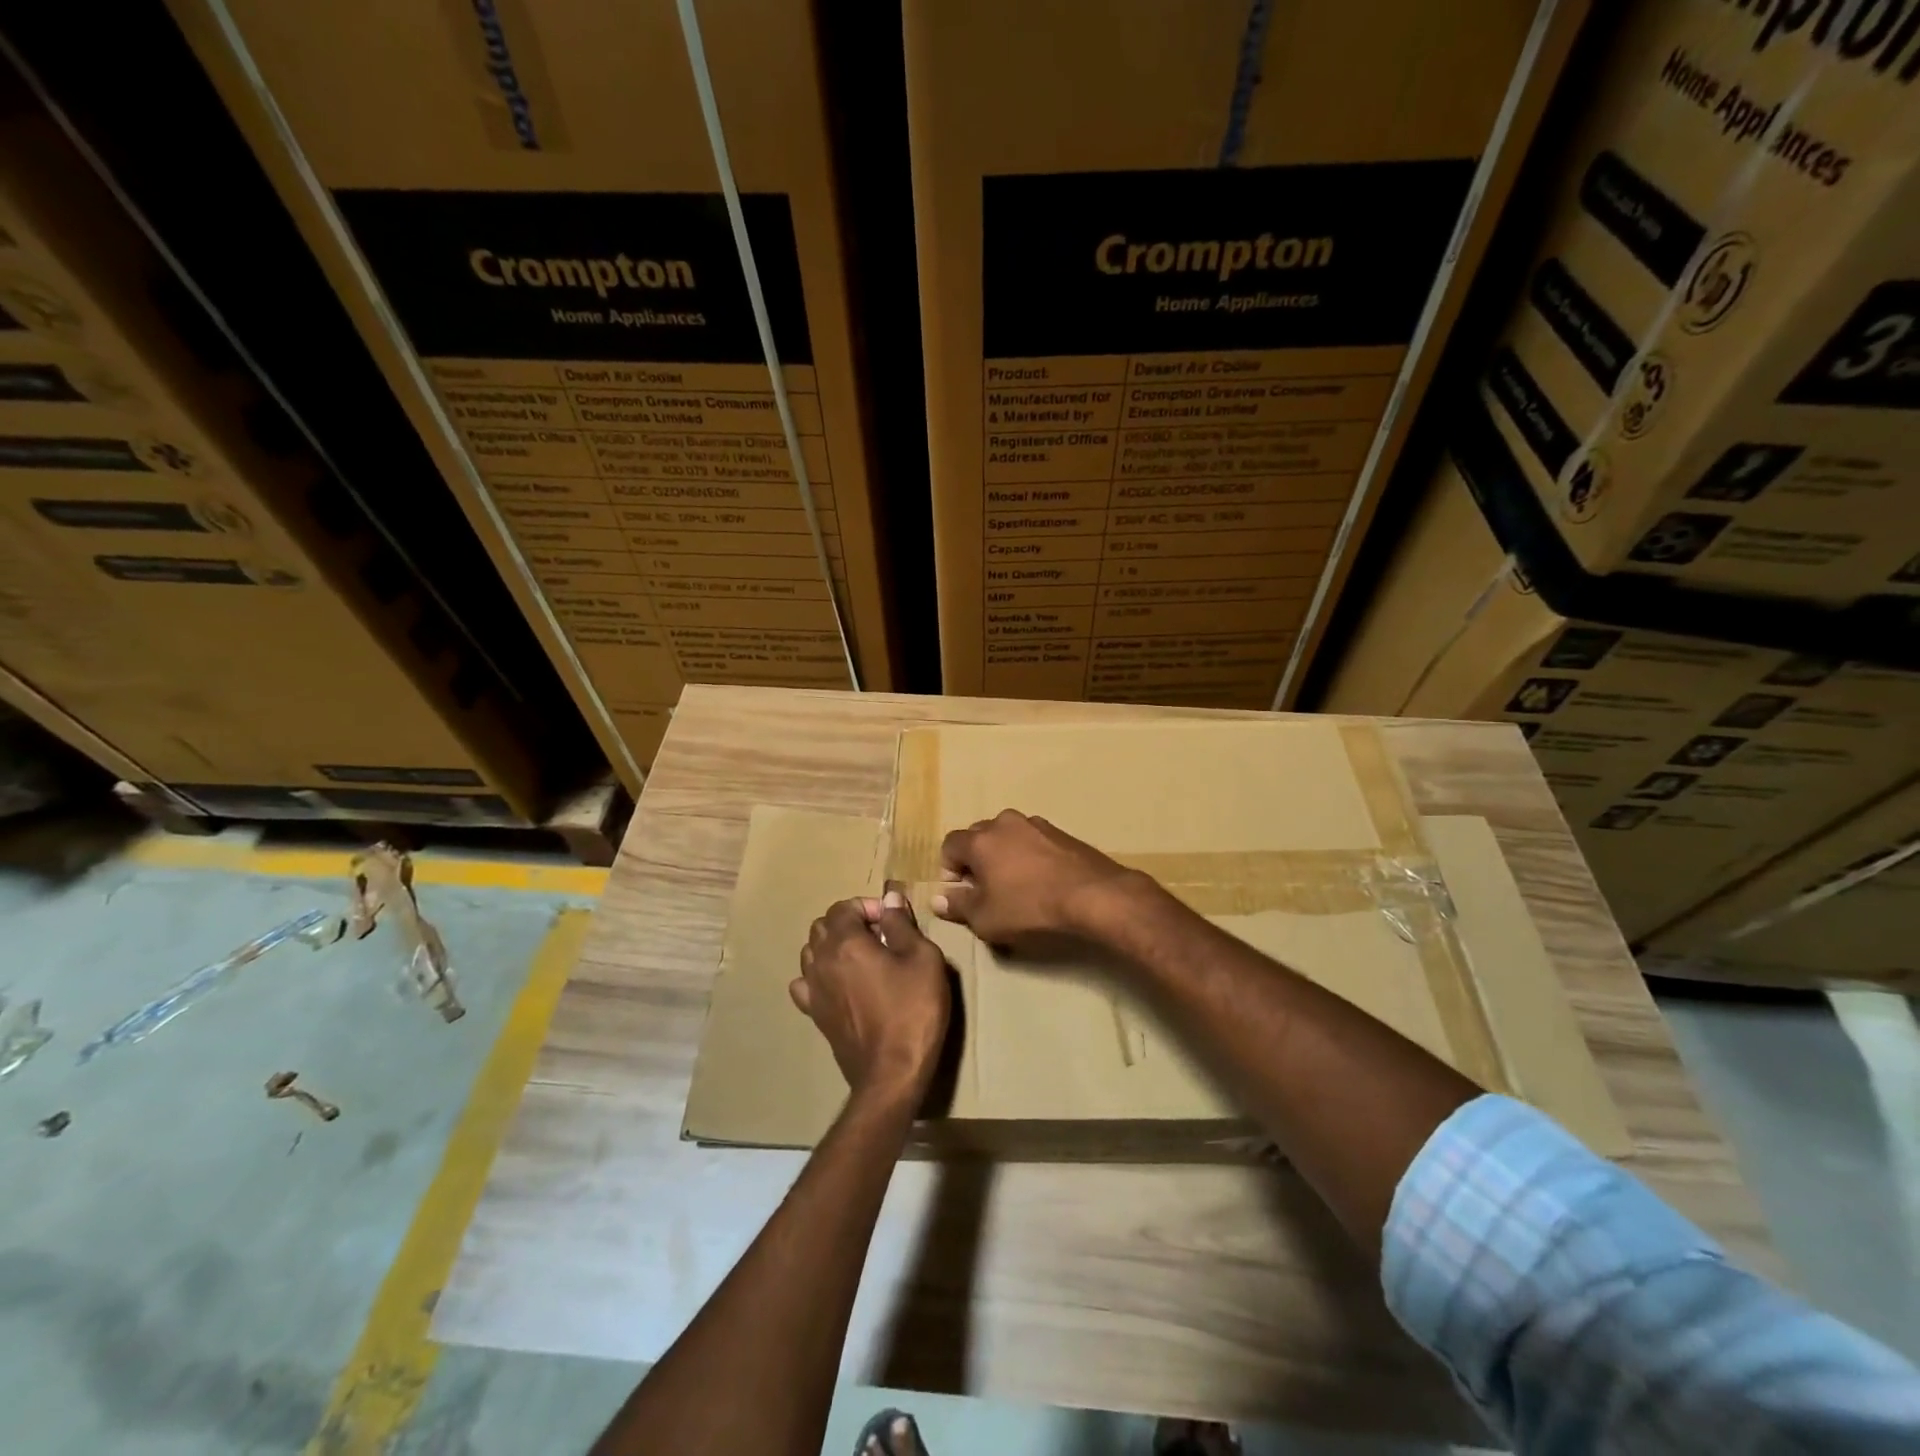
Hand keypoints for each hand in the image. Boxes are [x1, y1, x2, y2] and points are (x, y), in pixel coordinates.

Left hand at [792, 883, 950, 1105]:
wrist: (892, 1072)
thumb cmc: (913, 1009)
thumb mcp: (922, 958)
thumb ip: (902, 924)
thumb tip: (889, 898)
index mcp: (846, 942)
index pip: (843, 907)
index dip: (867, 906)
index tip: (891, 920)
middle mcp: (821, 961)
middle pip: (822, 926)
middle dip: (848, 922)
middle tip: (879, 936)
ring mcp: (813, 990)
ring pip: (810, 952)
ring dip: (832, 946)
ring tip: (861, 958)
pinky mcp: (815, 1015)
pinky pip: (804, 984)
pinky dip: (818, 976)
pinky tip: (839, 984)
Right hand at [931, 809, 1138, 944]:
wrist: (1092, 895)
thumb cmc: (1030, 908)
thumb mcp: (985, 919)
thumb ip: (958, 906)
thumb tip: (938, 899)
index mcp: (980, 840)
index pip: (950, 844)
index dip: (949, 869)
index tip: (961, 891)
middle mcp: (1004, 823)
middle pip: (978, 836)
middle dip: (976, 859)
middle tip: (986, 889)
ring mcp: (1035, 824)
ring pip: (1007, 835)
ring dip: (1004, 855)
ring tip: (1015, 884)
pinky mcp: (1060, 832)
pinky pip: (1032, 840)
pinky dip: (1029, 855)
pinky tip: (1041, 879)